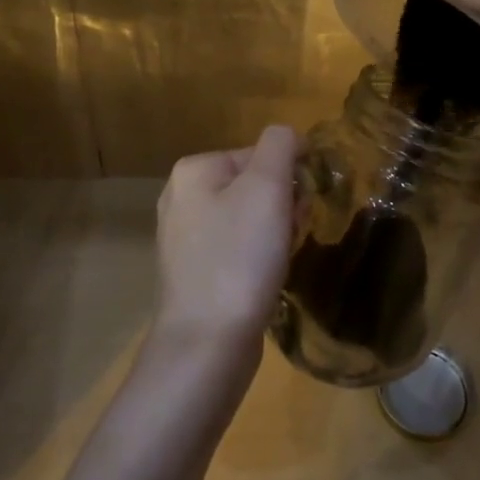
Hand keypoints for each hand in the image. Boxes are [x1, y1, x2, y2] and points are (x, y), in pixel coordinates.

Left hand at [153, 125, 299, 370]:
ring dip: (274, 233)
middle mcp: (180, 198)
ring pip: (248, 219)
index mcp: (193, 170)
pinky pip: (236, 249)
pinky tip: (264, 279)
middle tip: (289, 235)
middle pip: (254, 186)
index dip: (289, 178)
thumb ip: (281, 146)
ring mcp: (183, 239)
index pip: (260, 154)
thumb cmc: (240, 256)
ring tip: (279, 260)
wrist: (208, 342)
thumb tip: (290, 137)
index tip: (299, 208)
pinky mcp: (193, 274)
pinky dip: (257, 258)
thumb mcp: (267, 186)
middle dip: (282, 206)